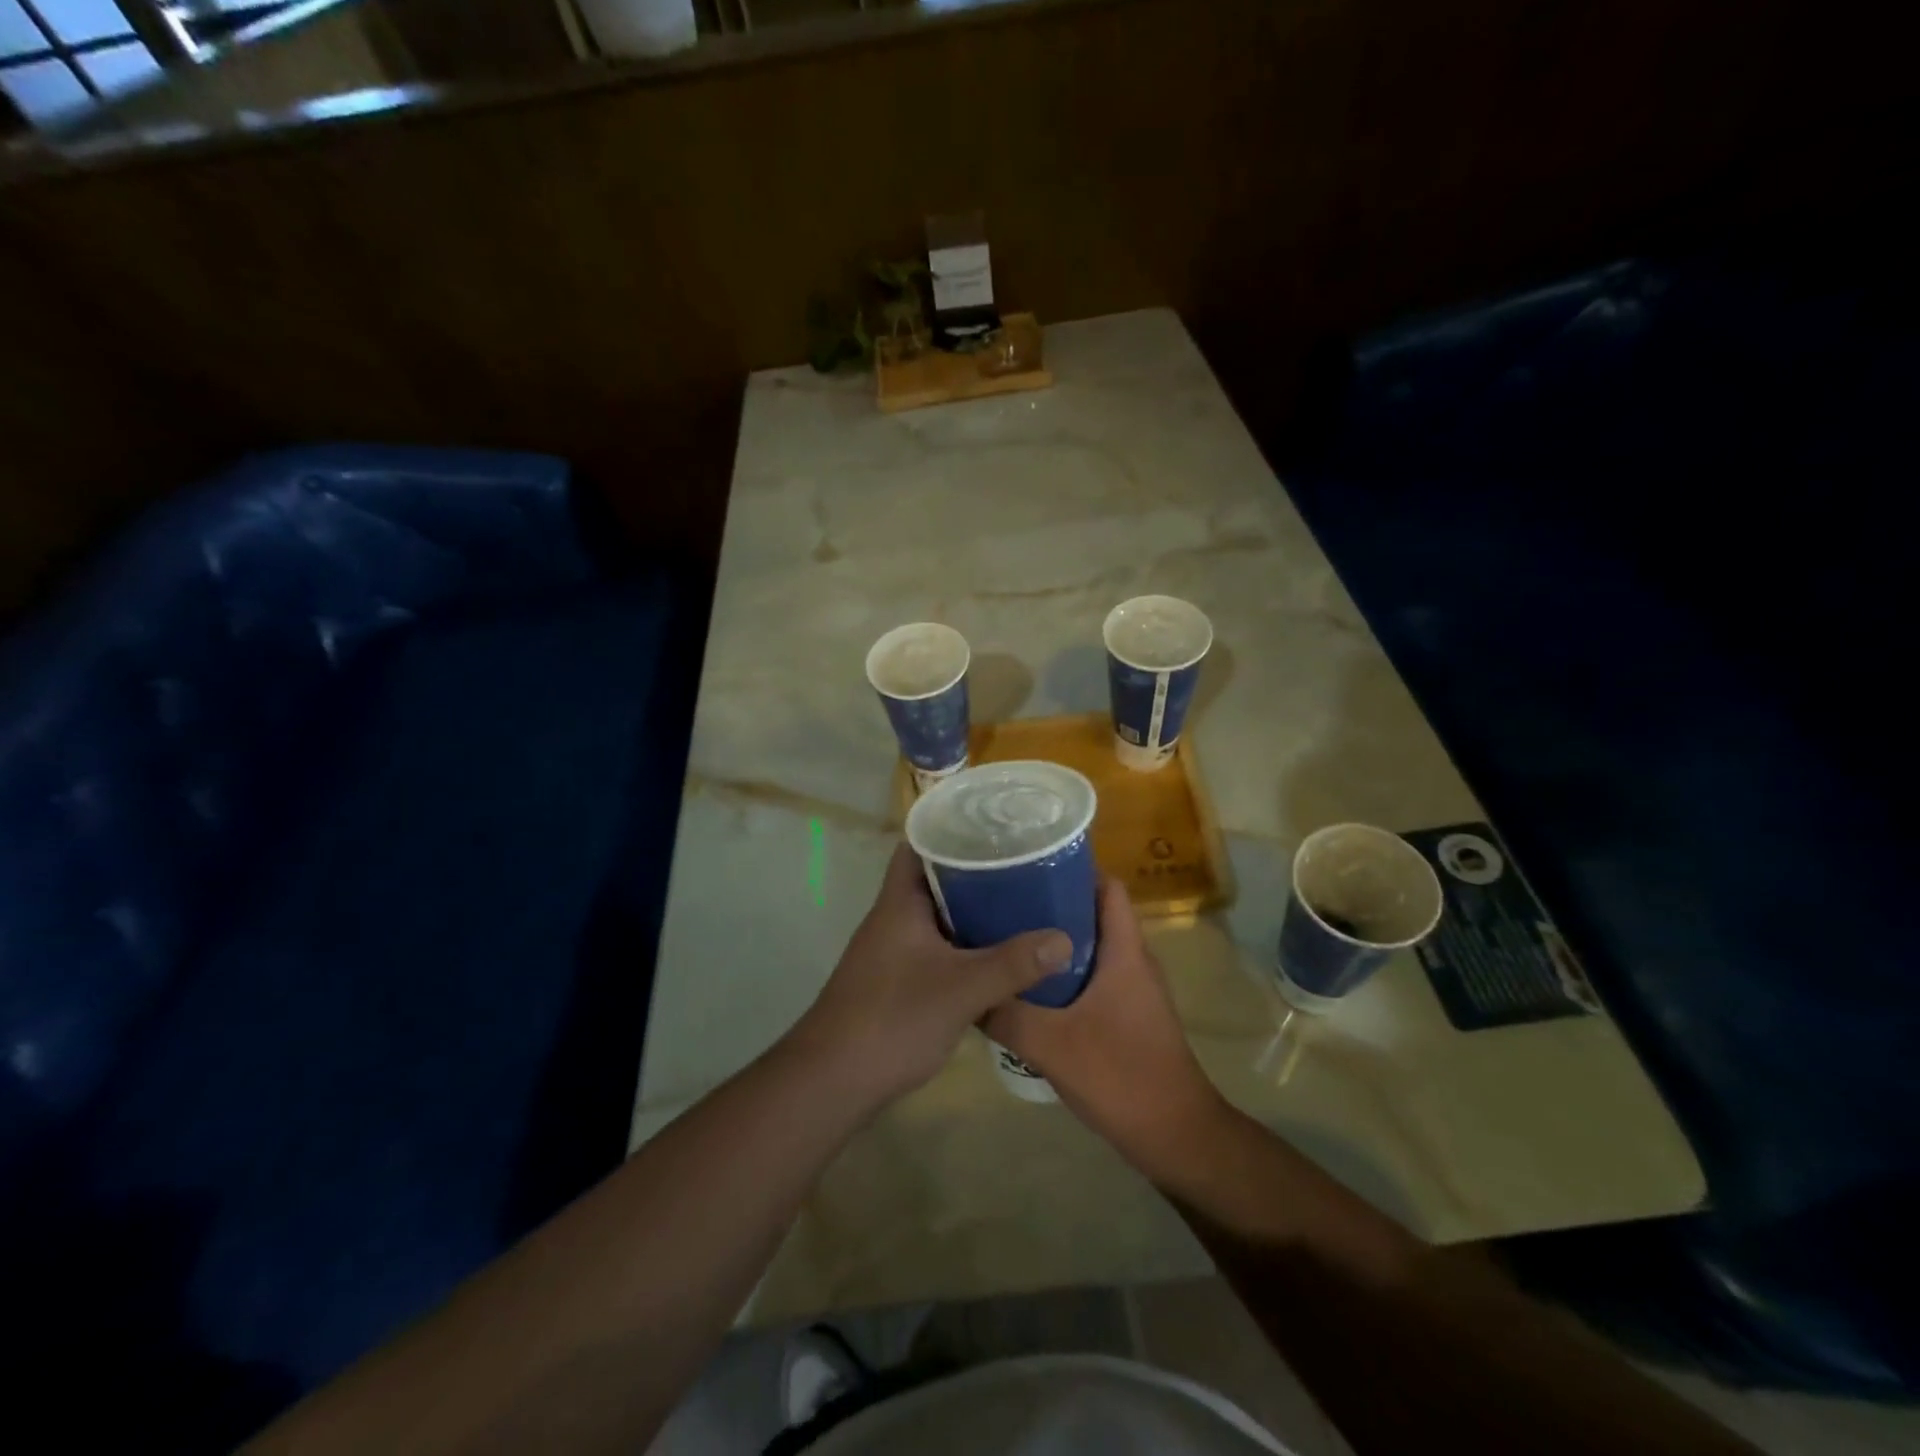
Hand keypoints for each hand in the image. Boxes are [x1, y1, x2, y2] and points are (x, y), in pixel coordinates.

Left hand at [788, 843, 1072, 1110]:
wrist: (834, 1080)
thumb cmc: (892, 1018)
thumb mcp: (961, 989)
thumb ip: (1013, 964)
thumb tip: (1065, 939)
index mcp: (900, 903)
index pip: (919, 844)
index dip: (952, 828)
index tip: (993, 825)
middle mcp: (894, 918)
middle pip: (935, 879)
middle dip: (975, 870)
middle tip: (1022, 863)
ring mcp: (893, 951)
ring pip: (938, 916)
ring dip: (972, 910)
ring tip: (1020, 902)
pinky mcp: (898, 980)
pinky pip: (938, 947)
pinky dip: (965, 944)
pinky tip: (998, 955)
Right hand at [984, 877, 1226, 1174]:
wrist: (1175, 1136)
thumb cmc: (1121, 1076)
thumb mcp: (1050, 1045)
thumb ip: (1006, 1015)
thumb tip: (965, 991)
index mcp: (1125, 951)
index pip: (1108, 887)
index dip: (1074, 868)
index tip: (1029, 865)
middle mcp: (1132, 961)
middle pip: (1093, 912)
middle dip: (1051, 902)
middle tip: (1003, 901)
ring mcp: (1132, 989)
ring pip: (1090, 947)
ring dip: (1053, 941)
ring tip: (1007, 938)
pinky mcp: (1126, 1015)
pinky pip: (1091, 977)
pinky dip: (1061, 973)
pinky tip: (1027, 987)